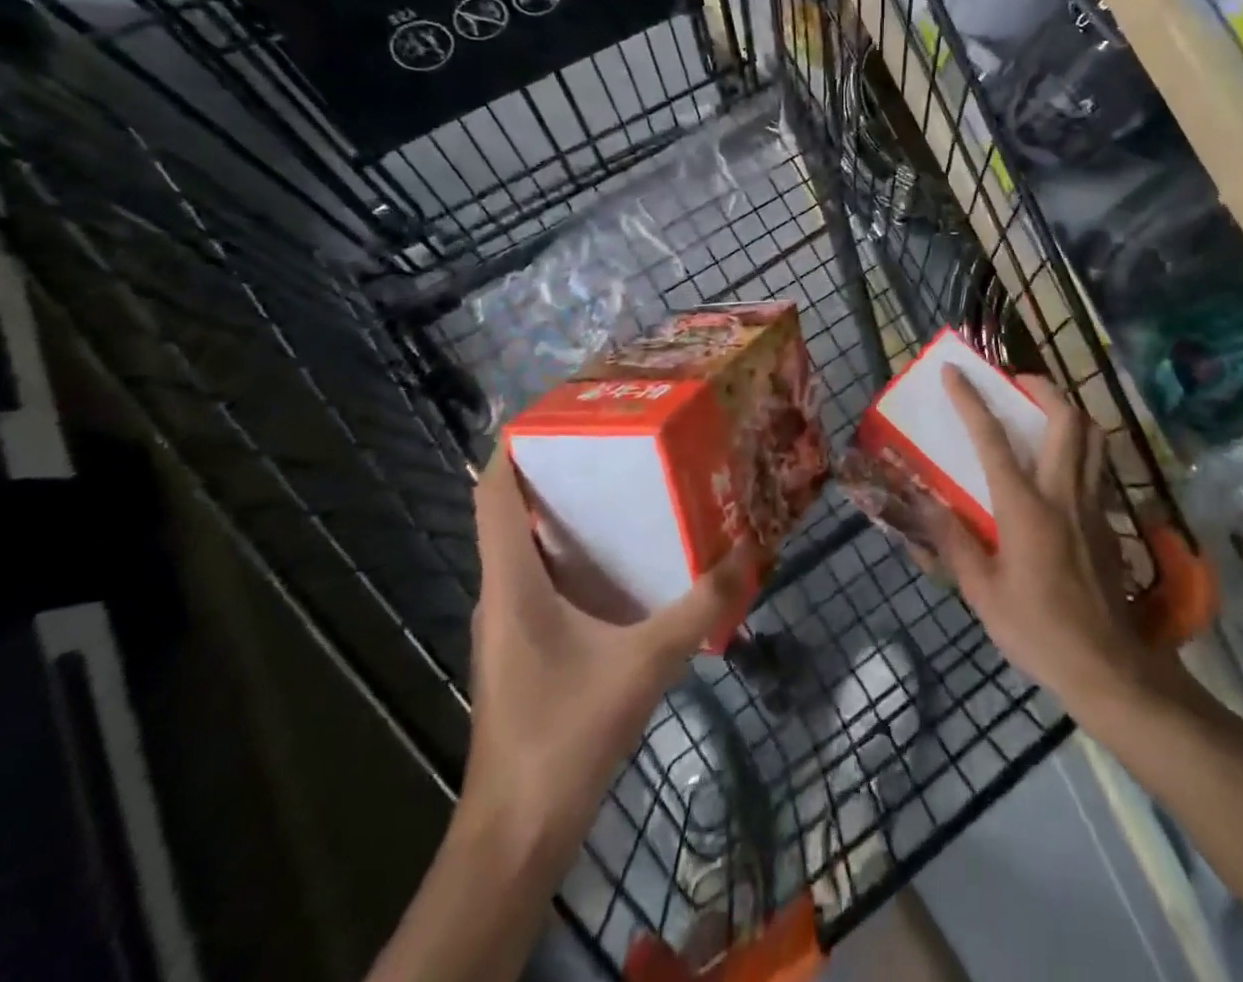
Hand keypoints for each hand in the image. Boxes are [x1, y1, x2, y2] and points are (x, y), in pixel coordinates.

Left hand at [462, 451, 753, 854]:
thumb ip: (699, 607)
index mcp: (513, 581)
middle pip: (514, 510)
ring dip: (567, 512)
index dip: (515, 444)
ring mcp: (510, 622)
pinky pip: (545, 578)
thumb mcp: (645, 663)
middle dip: (557, 468)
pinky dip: (575, 553)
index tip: (561, 410)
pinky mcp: (526, 646)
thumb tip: (749, 552)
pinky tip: (624, 558)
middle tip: (617, 437)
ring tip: (626, 482)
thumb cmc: (566, 734)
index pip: (493, 492)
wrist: (518, 832)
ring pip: (529, 545)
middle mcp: (503, 591)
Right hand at [924, 369, 1183, 716]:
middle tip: (1015, 385)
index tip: (955, 371)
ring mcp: (1093, 505)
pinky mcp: (1109, 522)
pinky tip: (1060, 467)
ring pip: (1094, 436)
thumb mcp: (982, 592)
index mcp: (1025, 507)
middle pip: (1067, 418)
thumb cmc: (1037, 630)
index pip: (993, 438)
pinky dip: (1081, 447)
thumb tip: (924, 503)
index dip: (971, 399)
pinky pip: (1098, 467)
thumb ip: (953, 541)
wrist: (1107, 667)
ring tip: (1041, 414)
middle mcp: (1064, 493)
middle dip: (1042, 387)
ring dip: (1068, 412)